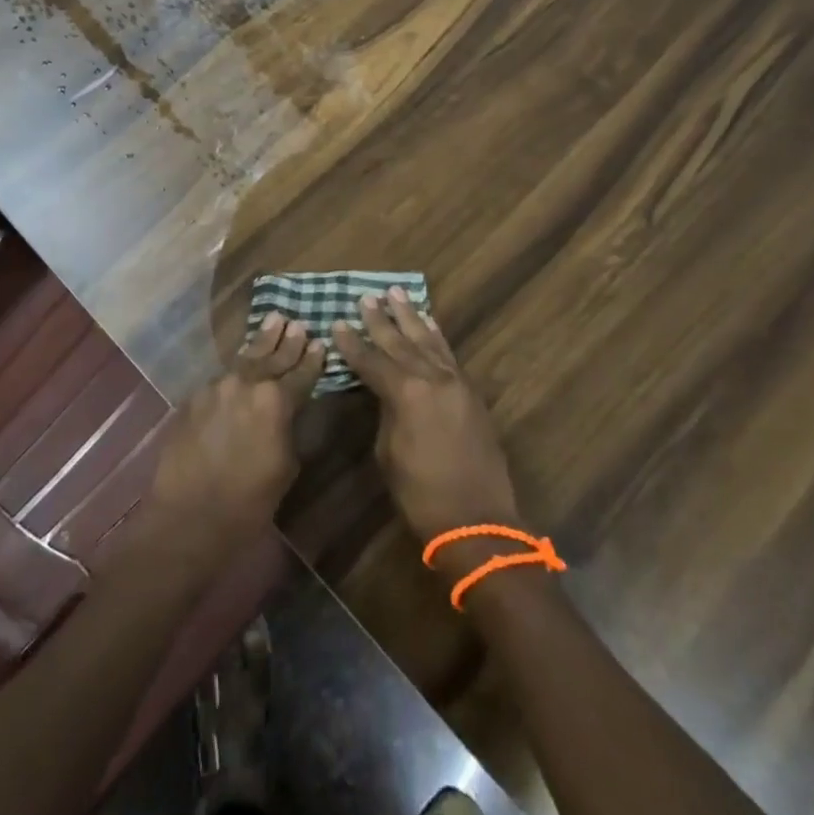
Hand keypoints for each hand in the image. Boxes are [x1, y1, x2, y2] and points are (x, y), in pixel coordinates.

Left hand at [140, 314, 324, 576]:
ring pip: (244, 359)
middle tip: (298, 323)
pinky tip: (243, 360)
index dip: (312, 360)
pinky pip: (222, 376)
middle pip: (272, 358)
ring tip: (274, 320)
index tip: (320, 343)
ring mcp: (216, 387)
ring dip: (261, 342)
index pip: (301, 374)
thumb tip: (290, 412)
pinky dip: (237, 367)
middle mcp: (246, 384)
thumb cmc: (248, 502)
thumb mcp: (285, 466)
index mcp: (276, 401)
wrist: (189, 517)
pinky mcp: (194, 397)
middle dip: (287, 342)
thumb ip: (290, 428)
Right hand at [333, 288, 523, 546]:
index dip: (351, 343)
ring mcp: (455, 383)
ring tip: (397, 294)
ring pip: (428, 341)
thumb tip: (385, 392)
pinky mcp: (471, 393)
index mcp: (406, 393)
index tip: (337, 322)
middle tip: (366, 297)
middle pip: (400, 342)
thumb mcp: (388, 452)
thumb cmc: (420, 493)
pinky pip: (448, 355)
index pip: (371, 360)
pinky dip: (436, 336)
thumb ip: (386, 411)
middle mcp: (432, 378)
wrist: (477, 520)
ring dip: (411, 317)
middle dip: (381, 319)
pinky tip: (428, 324)